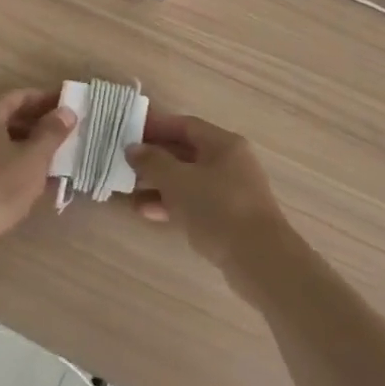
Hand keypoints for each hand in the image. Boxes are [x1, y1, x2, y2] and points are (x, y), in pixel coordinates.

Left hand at [0, 89, 74, 258]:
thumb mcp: (32, 160)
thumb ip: (51, 133)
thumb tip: (66, 111)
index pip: (20, 95)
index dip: (47, 100)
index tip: (69, 106)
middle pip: (6, 115)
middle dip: (36, 123)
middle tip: (64, 133)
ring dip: (23, 143)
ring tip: (50, 158)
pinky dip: (7, 159)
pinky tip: (24, 178)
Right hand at [126, 115, 292, 296]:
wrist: (260, 260)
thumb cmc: (218, 209)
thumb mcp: (179, 181)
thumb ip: (153, 162)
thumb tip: (133, 148)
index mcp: (223, 144)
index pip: (185, 125)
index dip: (156, 126)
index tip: (128, 132)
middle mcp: (229, 162)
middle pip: (186, 152)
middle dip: (155, 158)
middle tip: (124, 163)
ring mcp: (231, 191)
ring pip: (188, 179)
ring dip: (159, 184)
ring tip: (129, 191)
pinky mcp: (229, 218)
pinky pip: (194, 202)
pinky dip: (172, 204)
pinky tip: (147, 212)